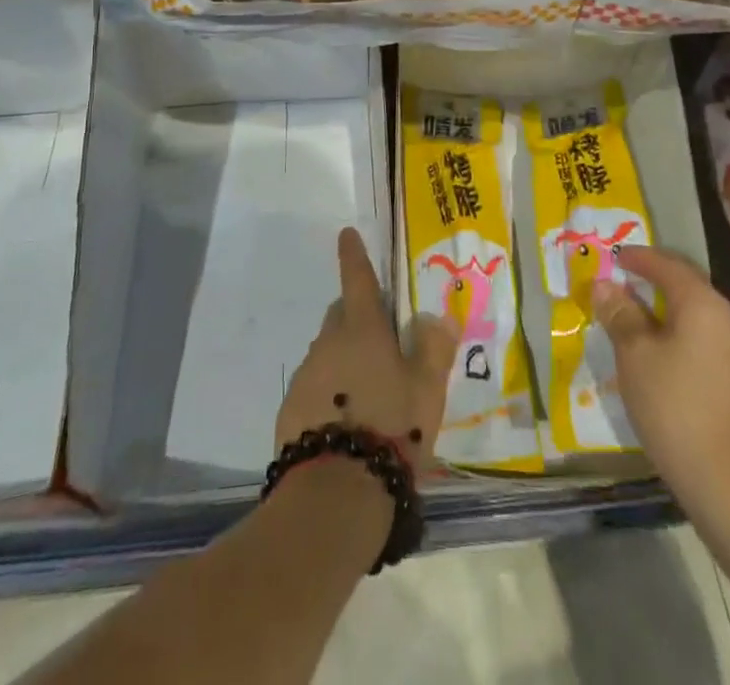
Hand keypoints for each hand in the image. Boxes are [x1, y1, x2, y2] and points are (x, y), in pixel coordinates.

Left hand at [278, 228, 457, 473]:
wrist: (336, 494)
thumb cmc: (391, 429)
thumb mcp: (427, 390)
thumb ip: (434, 348)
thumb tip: (438, 315)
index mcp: (362, 329)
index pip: (358, 279)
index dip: (354, 255)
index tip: (346, 234)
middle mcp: (328, 343)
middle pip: (342, 315)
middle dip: (358, 316)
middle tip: (381, 339)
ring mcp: (306, 375)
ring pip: (328, 351)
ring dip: (345, 358)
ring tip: (369, 391)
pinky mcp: (291, 408)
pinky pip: (315, 385)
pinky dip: (330, 390)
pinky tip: (347, 420)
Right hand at [592, 246, 729, 503]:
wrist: (729, 479)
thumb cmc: (674, 404)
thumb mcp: (634, 354)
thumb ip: (620, 314)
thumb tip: (605, 286)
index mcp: (703, 303)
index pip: (667, 265)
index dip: (638, 258)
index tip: (614, 258)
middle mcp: (728, 318)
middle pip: (686, 287)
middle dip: (652, 282)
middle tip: (621, 284)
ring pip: (696, 317)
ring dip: (665, 312)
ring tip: (635, 322)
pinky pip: (704, 342)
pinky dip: (679, 337)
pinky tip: (660, 357)